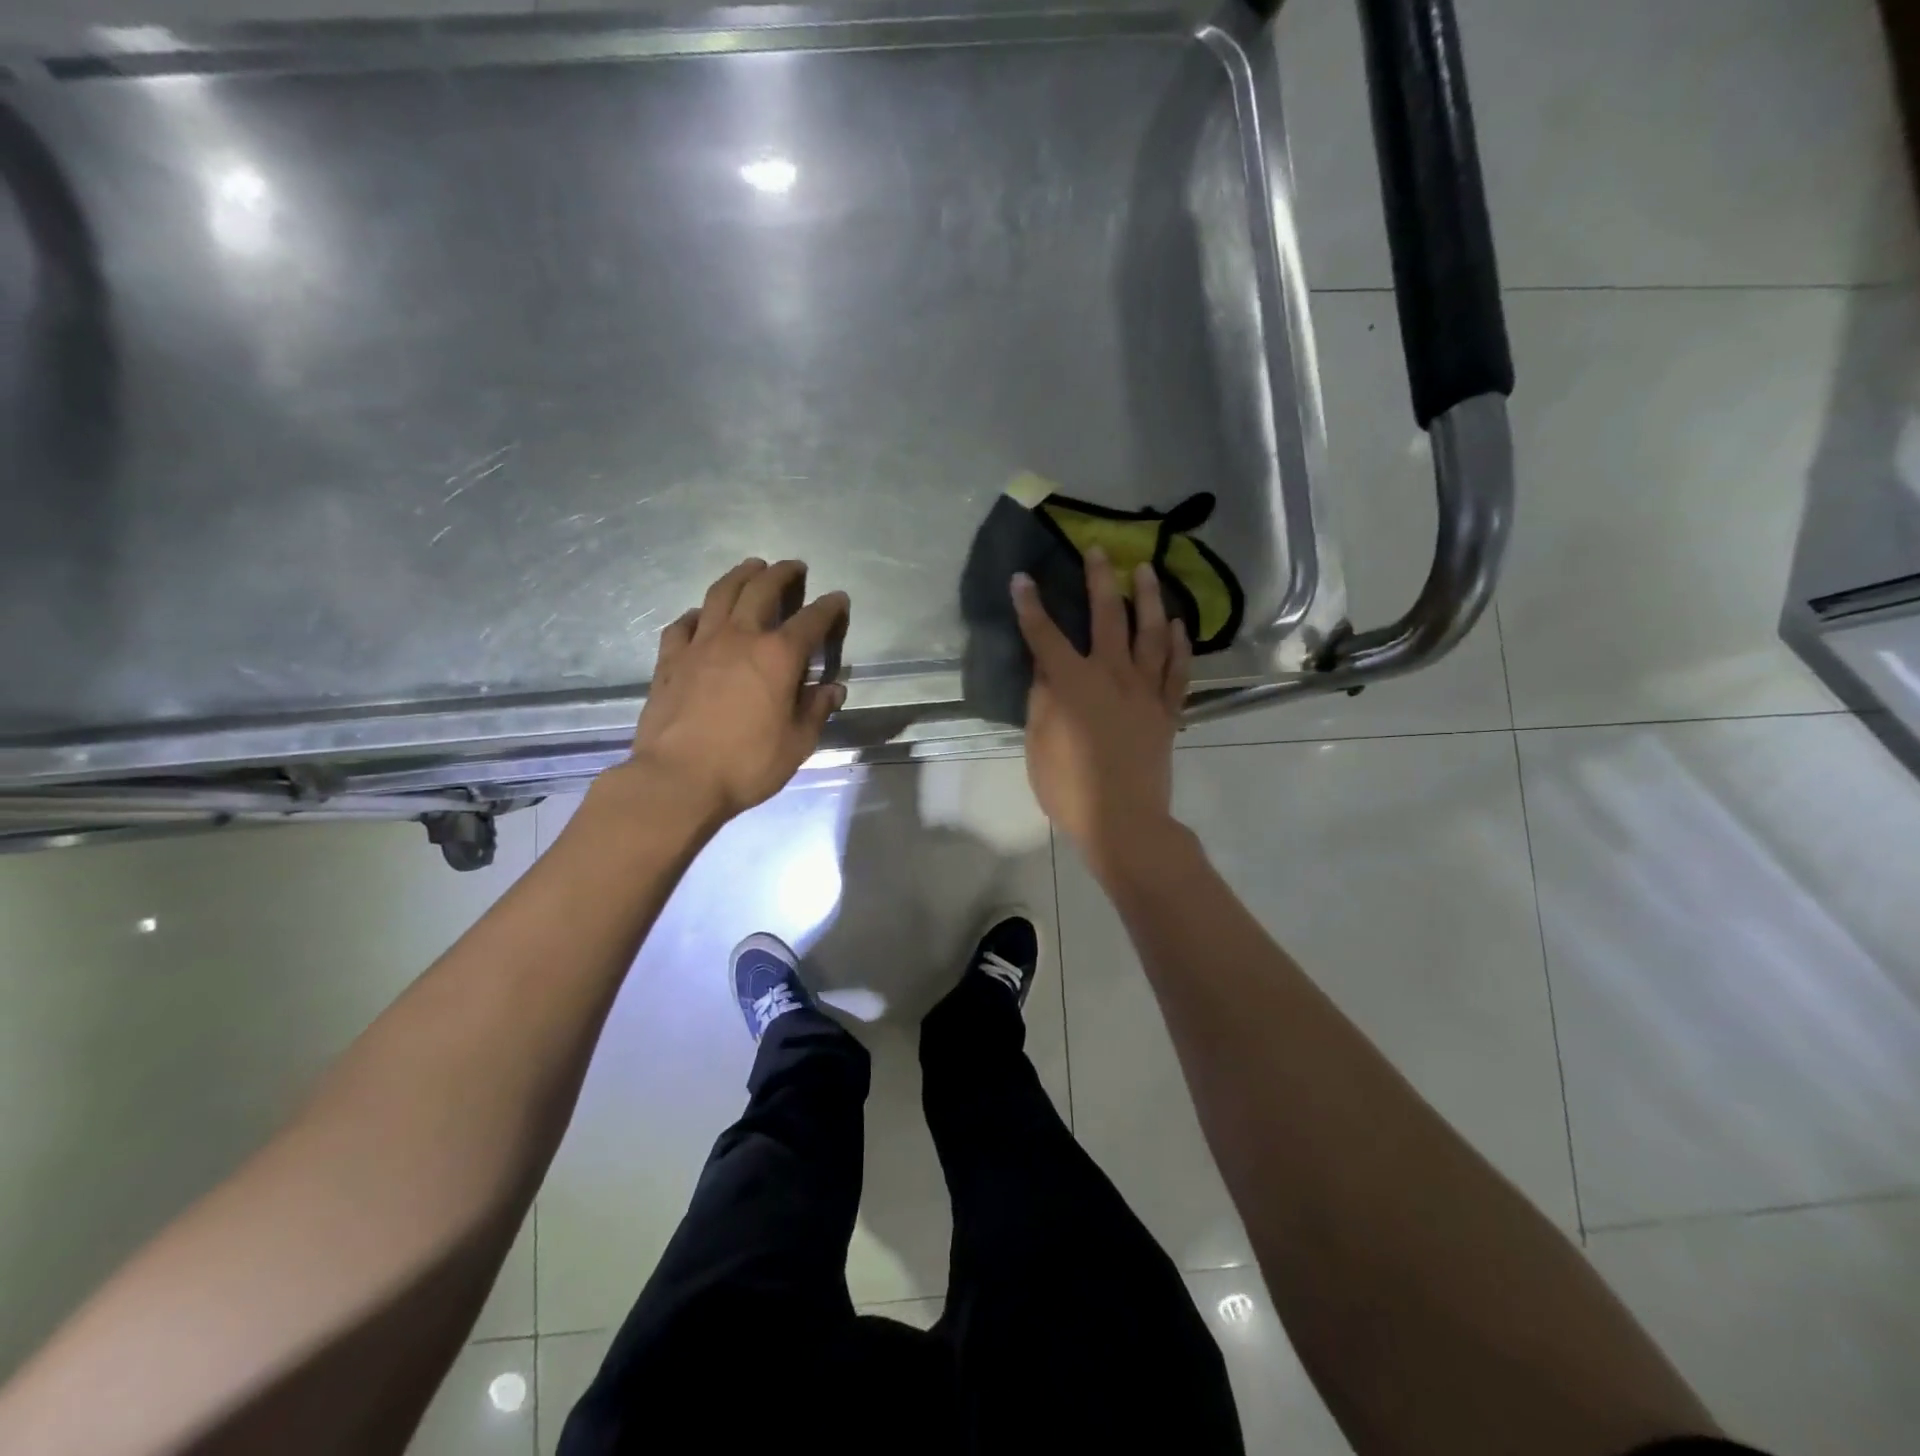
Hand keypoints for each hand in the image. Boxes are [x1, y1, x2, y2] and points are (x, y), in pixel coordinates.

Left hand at [623, 558, 848, 822]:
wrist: (677, 779)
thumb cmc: (746, 764)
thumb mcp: (797, 743)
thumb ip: (816, 710)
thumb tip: (832, 689)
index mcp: (778, 656)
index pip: (811, 620)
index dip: (829, 607)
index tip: (839, 599)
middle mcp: (740, 638)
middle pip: (761, 590)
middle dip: (781, 574)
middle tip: (793, 566)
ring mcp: (700, 645)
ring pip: (720, 595)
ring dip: (739, 576)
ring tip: (750, 567)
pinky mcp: (670, 660)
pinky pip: (683, 624)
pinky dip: (698, 614)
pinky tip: (701, 615)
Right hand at [1013, 548, 1191, 881]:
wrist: (1124, 820)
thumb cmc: (1069, 787)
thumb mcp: (1039, 743)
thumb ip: (1041, 699)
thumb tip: (1044, 667)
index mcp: (1072, 684)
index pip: (1045, 635)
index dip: (1030, 606)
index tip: (1022, 579)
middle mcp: (1111, 675)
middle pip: (1106, 617)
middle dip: (1099, 580)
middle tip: (1099, 551)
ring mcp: (1145, 690)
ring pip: (1150, 632)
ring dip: (1148, 597)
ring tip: (1146, 570)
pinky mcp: (1167, 709)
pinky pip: (1178, 669)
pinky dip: (1179, 643)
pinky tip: (1177, 623)